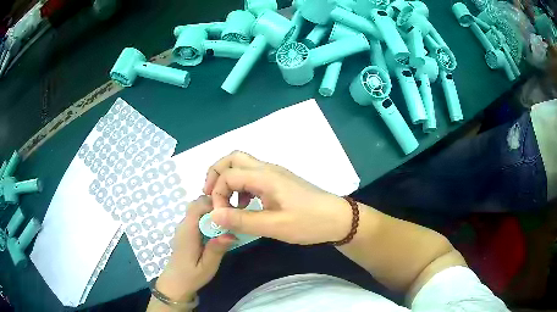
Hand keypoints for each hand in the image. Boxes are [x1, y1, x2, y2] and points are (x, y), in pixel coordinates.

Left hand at [155, 196, 235, 301]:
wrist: (175, 283)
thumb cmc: (191, 276)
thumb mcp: (207, 266)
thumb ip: (217, 249)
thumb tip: (231, 234)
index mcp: (188, 231)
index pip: (198, 205)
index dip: (214, 204)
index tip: (229, 212)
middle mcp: (184, 225)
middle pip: (197, 204)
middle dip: (214, 206)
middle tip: (230, 218)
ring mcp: (183, 228)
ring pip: (197, 209)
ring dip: (212, 212)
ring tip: (226, 224)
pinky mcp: (186, 232)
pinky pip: (196, 218)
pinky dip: (207, 219)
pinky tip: (216, 232)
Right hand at [203, 151, 351, 244]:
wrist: (338, 219)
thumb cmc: (309, 222)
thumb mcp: (275, 226)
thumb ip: (242, 220)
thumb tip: (213, 216)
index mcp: (265, 177)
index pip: (228, 175)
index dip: (217, 194)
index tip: (220, 216)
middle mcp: (268, 169)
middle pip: (233, 158)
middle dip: (216, 174)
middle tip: (210, 195)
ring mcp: (275, 174)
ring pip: (243, 166)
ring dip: (229, 180)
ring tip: (227, 203)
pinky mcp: (280, 181)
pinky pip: (253, 176)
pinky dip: (242, 186)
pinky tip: (246, 205)